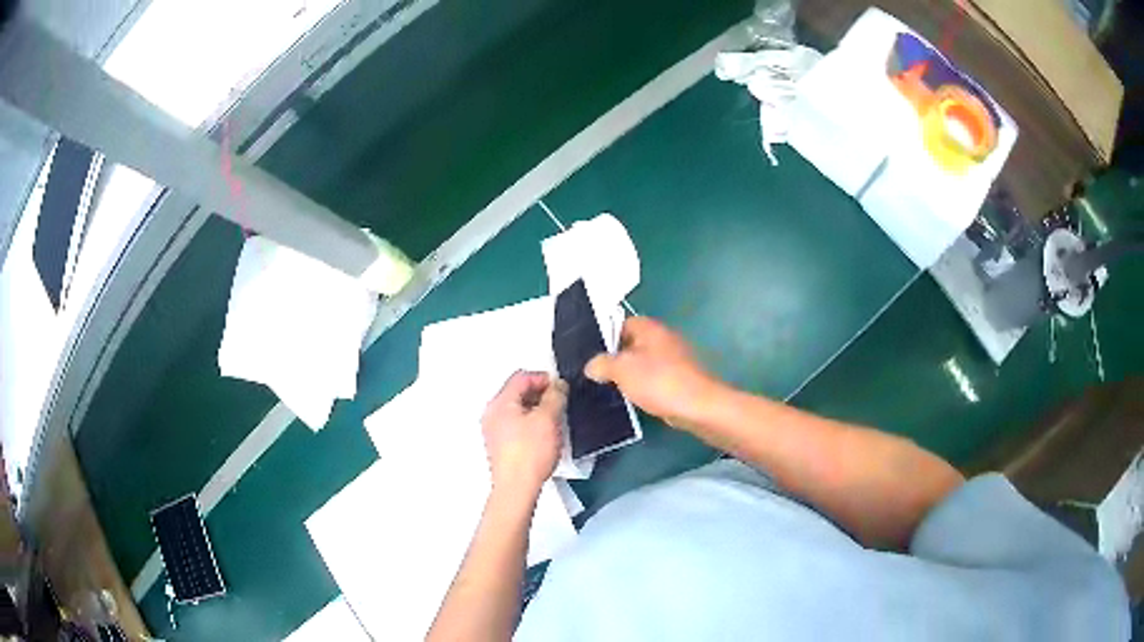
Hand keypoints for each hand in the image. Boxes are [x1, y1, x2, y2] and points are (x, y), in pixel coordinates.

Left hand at [481, 371, 566, 498]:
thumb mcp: (548, 419)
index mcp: (500, 403)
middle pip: (517, 392)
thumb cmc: (529, 455)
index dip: (543, 378)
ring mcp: (494, 431)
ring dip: (537, 410)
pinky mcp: (500, 446)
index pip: (521, 377)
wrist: (517, 488)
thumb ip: (555, 396)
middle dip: (540, 394)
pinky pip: (516, 426)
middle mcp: (492, 414)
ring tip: (554, 420)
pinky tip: (544, 436)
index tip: (559, 387)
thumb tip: (557, 386)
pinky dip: (531, 424)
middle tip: (559, 402)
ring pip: (518, 410)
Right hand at [585, 316, 720, 427]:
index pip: (622, 323)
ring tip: (613, 389)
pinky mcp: (680, 378)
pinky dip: (645, 386)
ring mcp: (674, 358)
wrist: (697, 406)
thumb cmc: (658, 381)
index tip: (592, 356)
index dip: (606, 337)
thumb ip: (602, 364)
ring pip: (644, 362)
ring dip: (631, 375)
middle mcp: (663, 338)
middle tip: (599, 375)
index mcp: (650, 328)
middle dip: (617, 359)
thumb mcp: (621, 370)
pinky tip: (635, 399)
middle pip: (633, 344)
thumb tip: (592, 366)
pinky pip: (655, 378)